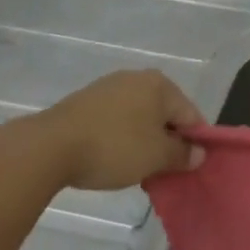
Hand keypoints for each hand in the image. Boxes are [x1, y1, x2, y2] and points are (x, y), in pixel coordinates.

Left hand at [33, 69, 206, 191]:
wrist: (51, 146)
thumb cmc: (114, 147)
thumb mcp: (155, 156)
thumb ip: (182, 154)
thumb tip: (198, 152)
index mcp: (160, 84)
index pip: (190, 114)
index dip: (194, 143)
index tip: (188, 169)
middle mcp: (138, 77)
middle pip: (165, 113)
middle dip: (167, 142)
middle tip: (162, 172)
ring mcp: (110, 87)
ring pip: (140, 117)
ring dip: (144, 141)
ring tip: (137, 169)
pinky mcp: (88, 100)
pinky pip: (118, 119)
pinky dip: (122, 137)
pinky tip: (113, 157)